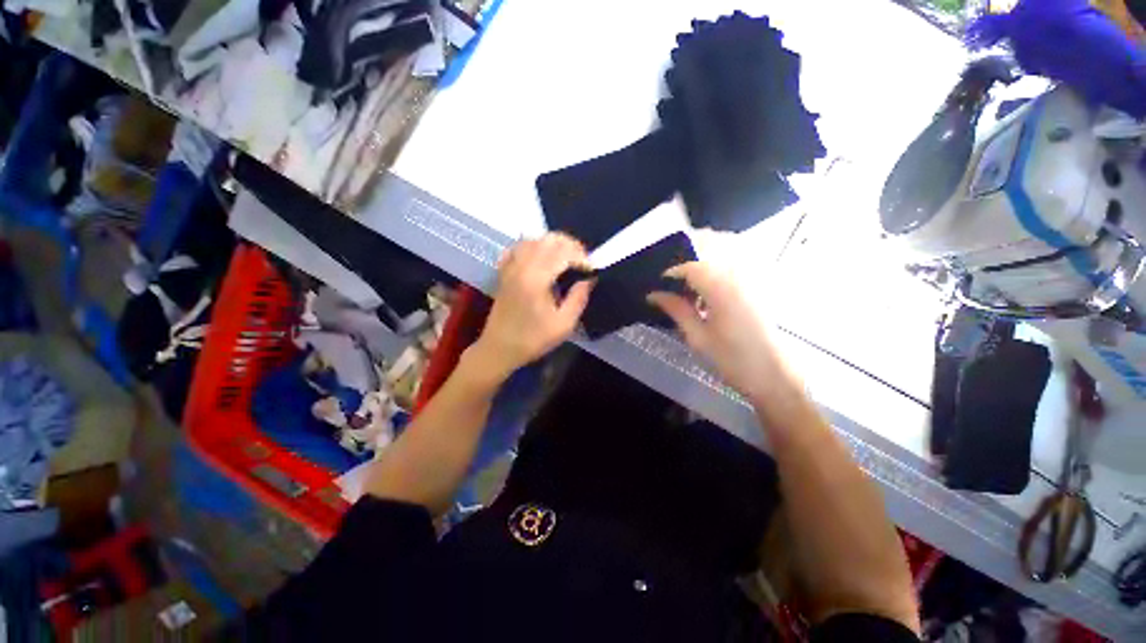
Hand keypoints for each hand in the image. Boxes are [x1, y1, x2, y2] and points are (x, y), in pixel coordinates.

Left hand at [469, 234, 593, 381]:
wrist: (499, 348)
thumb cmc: (533, 339)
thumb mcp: (563, 325)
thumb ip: (578, 298)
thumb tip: (589, 279)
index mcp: (536, 279)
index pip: (563, 253)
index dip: (581, 257)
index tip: (592, 269)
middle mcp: (522, 266)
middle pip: (548, 240)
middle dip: (570, 245)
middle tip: (583, 261)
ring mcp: (510, 267)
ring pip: (533, 240)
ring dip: (553, 243)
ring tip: (567, 256)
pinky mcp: (504, 271)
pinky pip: (518, 247)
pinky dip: (533, 245)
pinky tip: (541, 255)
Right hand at [648, 262, 795, 404]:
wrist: (776, 376)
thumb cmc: (732, 359)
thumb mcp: (697, 336)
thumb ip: (676, 309)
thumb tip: (653, 295)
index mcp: (721, 287)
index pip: (690, 266)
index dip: (671, 273)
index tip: (659, 286)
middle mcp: (740, 275)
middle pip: (710, 253)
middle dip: (688, 264)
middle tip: (674, 285)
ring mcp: (755, 278)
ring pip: (725, 257)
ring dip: (704, 267)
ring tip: (692, 291)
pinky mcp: (763, 286)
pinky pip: (738, 267)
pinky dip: (720, 274)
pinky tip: (713, 295)